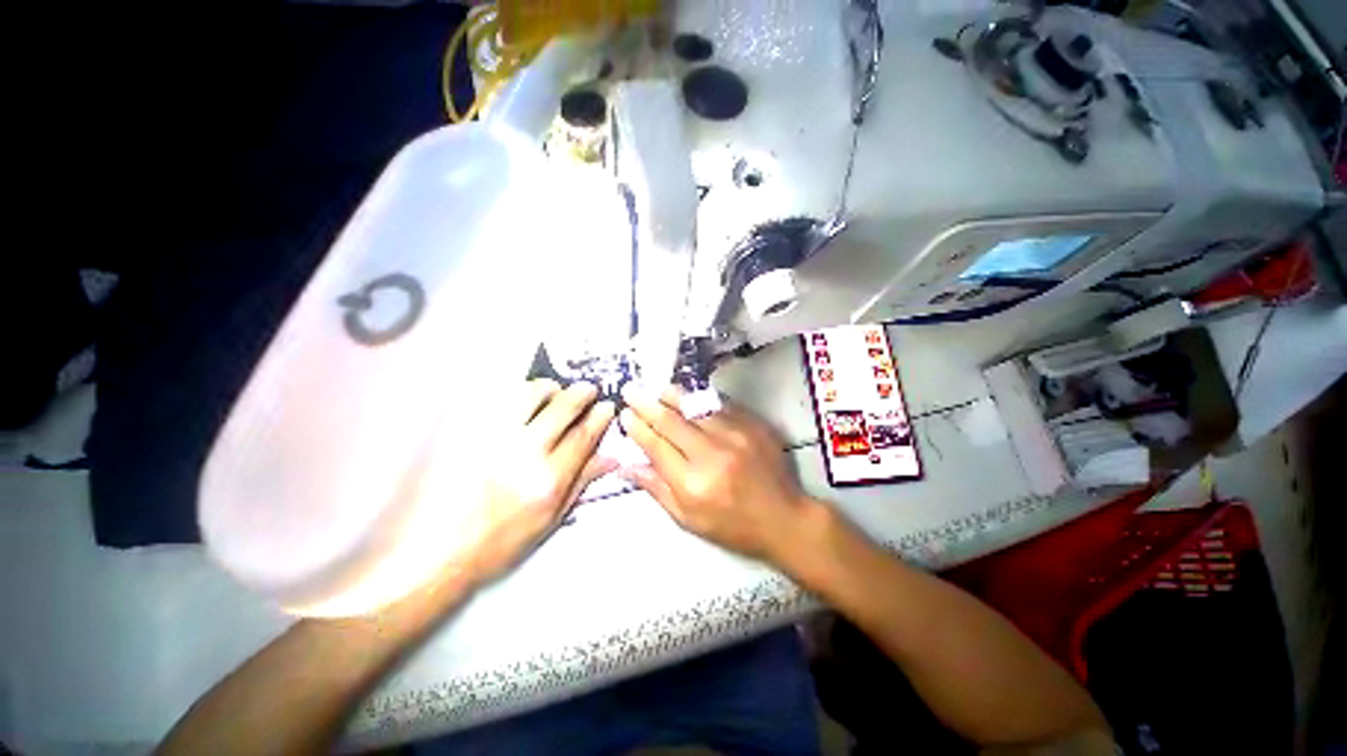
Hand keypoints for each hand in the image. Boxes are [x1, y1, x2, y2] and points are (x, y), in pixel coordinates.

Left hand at [460, 380, 615, 584]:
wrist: (427, 553)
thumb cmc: (495, 544)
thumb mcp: (548, 521)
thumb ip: (581, 483)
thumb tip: (611, 457)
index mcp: (547, 481)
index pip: (583, 435)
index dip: (599, 416)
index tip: (606, 406)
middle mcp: (522, 454)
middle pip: (562, 407)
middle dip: (581, 393)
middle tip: (588, 389)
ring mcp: (488, 437)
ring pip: (529, 393)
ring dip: (548, 387)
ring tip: (553, 391)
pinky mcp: (460, 429)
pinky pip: (495, 396)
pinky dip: (514, 391)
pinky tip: (519, 398)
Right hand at [618, 385, 815, 561]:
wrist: (782, 517)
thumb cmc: (732, 525)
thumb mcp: (689, 519)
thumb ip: (657, 489)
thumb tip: (627, 465)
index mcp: (693, 483)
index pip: (656, 446)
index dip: (637, 428)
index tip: (625, 415)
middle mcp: (712, 453)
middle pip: (671, 421)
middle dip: (647, 404)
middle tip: (631, 391)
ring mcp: (735, 435)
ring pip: (695, 407)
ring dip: (672, 395)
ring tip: (656, 388)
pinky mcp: (752, 425)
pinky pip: (720, 405)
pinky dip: (701, 399)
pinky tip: (690, 395)